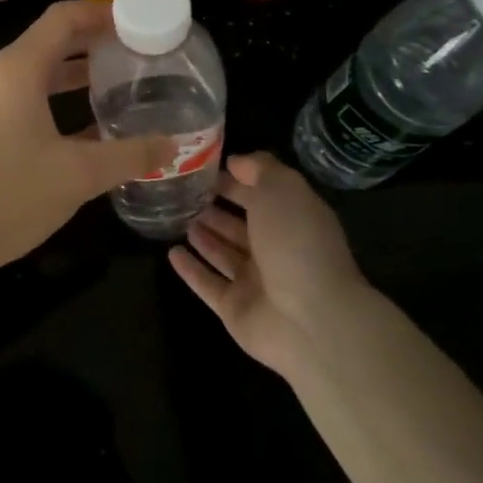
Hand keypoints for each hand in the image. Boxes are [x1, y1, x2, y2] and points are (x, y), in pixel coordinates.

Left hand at [0, 0, 175, 279]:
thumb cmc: (7, 194)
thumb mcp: (78, 175)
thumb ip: (129, 156)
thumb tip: (173, 145)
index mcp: (17, 68)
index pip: (64, 18)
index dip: (102, 14)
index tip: (139, 21)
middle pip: (50, 42)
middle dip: (94, 44)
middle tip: (138, 54)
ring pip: (36, 73)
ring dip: (75, 75)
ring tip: (119, 84)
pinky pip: (22, 98)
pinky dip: (55, 101)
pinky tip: (86, 128)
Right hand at [170, 152, 367, 380]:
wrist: (311, 320)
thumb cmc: (296, 243)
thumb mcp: (282, 189)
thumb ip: (259, 169)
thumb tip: (235, 162)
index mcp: (293, 220)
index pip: (261, 195)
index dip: (237, 181)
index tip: (205, 169)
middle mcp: (276, 250)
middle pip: (241, 226)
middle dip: (216, 209)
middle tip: (185, 194)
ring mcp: (255, 283)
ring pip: (224, 254)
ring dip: (204, 237)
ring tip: (178, 218)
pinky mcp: (235, 309)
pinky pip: (208, 284)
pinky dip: (191, 270)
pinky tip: (171, 253)